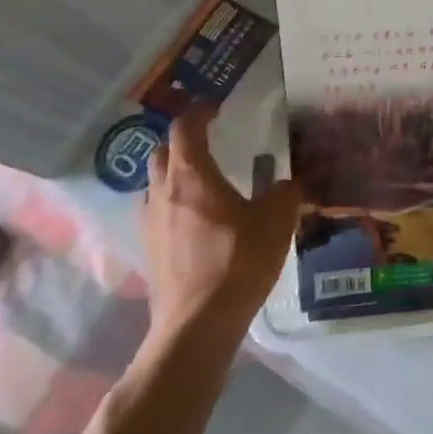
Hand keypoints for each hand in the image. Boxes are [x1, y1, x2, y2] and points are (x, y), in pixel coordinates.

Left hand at [142, 107, 299, 344]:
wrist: (197, 326)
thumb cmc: (237, 261)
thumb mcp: (277, 220)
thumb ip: (283, 193)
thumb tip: (283, 185)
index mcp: (192, 175)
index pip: (185, 127)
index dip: (200, 112)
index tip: (217, 108)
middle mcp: (163, 192)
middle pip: (161, 152)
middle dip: (182, 141)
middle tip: (208, 141)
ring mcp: (150, 224)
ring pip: (154, 184)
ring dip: (173, 174)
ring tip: (201, 181)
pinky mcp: (149, 252)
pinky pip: (156, 213)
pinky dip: (172, 205)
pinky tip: (195, 220)